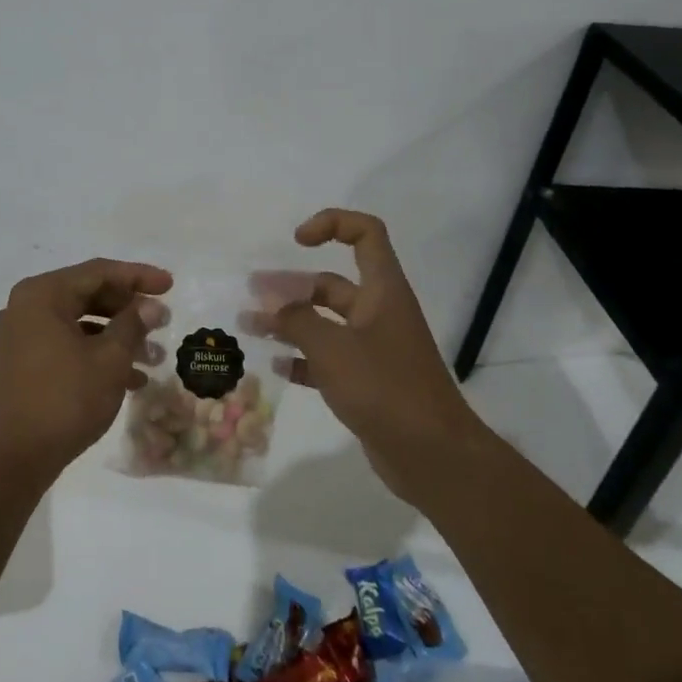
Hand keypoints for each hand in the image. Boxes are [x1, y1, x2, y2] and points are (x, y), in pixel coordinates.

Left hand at [0, 259, 171, 478]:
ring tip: (155, 357)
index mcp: (44, 294)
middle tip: (163, 322)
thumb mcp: (109, 359)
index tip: (170, 285)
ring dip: (118, 337)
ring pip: (81, 323)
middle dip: (129, 310)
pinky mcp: (25, 363)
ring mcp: (23, 336)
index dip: (138, 277)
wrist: (14, 456)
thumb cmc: (65, 398)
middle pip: (89, 295)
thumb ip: (133, 325)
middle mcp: (28, 307)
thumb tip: (152, 307)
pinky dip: (98, 355)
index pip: (99, 272)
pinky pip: (68, 345)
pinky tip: (132, 380)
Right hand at [257, 210, 483, 498]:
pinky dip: (302, 358)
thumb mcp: (332, 348)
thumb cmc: (385, 388)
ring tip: (249, 327)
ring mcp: (374, 349)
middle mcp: (379, 313)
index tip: (297, 241)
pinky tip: (275, 366)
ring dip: (288, 322)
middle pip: (332, 284)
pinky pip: (328, 359)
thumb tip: (268, 299)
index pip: (365, 234)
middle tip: (252, 294)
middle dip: (291, 285)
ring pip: (325, 323)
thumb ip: (296, 319)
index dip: (332, 225)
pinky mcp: (367, 382)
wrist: (433, 456)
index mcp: (383, 291)